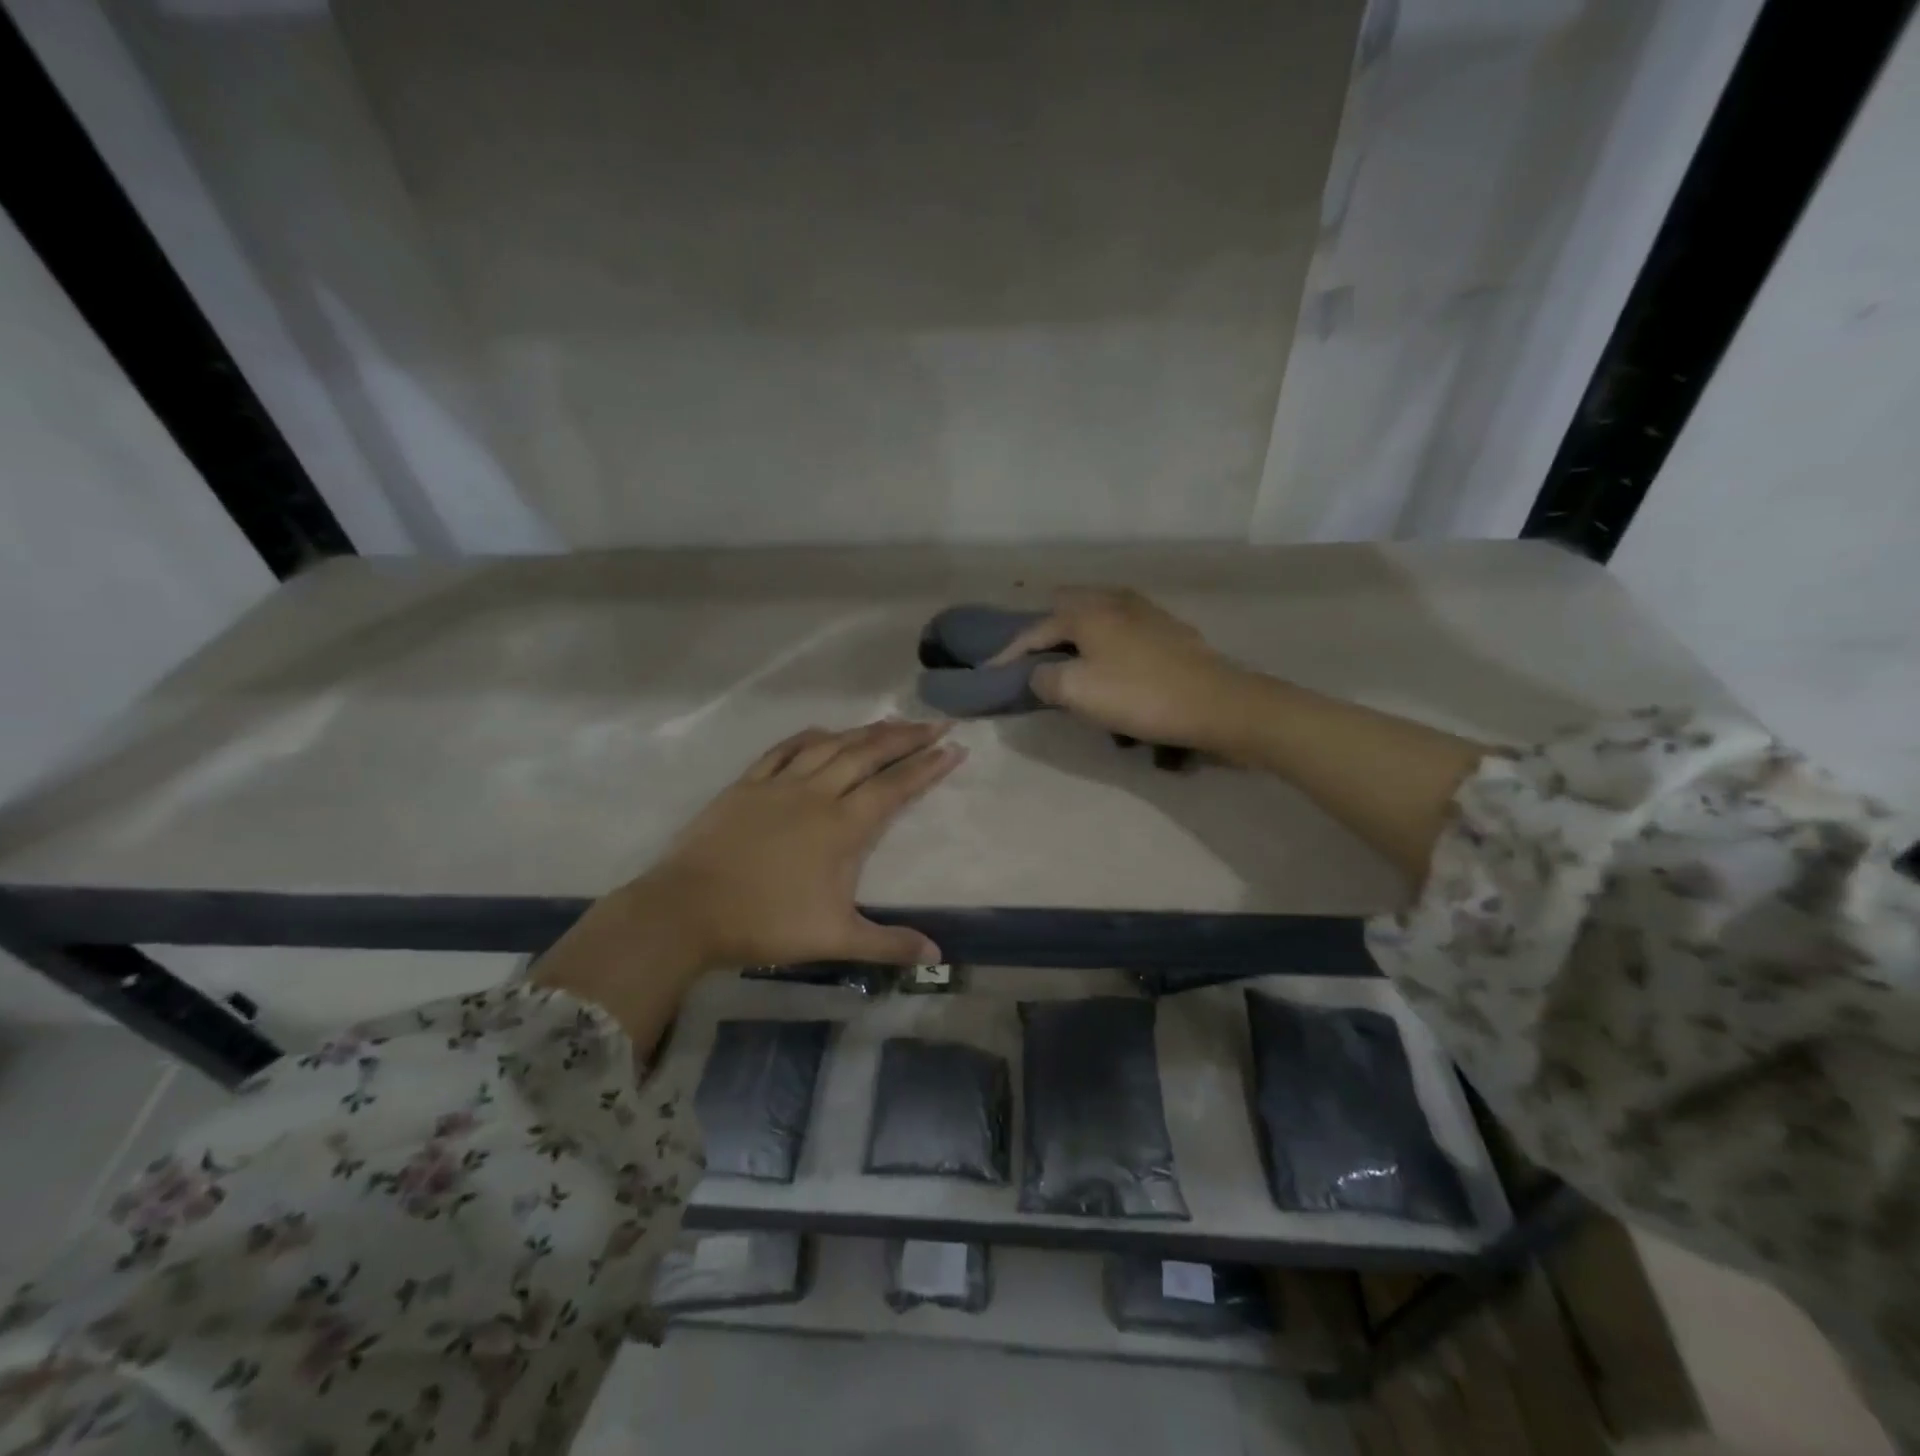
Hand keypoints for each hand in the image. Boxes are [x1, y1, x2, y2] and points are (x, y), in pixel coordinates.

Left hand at [535, 720, 962, 1042]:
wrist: (688, 910)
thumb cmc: (765, 923)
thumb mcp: (834, 939)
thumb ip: (888, 943)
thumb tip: (937, 956)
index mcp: (842, 826)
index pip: (895, 787)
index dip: (928, 766)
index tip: (954, 747)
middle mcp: (817, 794)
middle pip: (868, 754)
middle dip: (906, 737)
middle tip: (935, 722)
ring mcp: (780, 784)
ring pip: (830, 745)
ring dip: (864, 731)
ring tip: (891, 721)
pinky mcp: (747, 784)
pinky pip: (784, 749)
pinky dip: (809, 736)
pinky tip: (823, 731)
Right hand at [990, 587, 1252, 751]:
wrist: (1216, 704)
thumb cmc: (1139, 696)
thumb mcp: (1078, 692)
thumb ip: (1045, 679)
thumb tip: (1039, 674)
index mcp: (1088, 613)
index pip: (1036, 630)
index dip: (1010, 653)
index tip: (990, 672)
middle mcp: (1115, 601)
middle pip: (1067, 608)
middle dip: (1044, 630)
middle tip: (1030, 655)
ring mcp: (1147, 612)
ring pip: (1098, 614)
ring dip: (1077, 632)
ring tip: (1068, 656)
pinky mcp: (1169, 630)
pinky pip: (1122, 627)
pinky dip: (1105, 640)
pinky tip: (1111, 659)